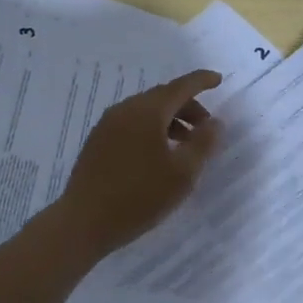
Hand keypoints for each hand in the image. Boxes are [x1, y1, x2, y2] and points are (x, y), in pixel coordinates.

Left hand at [58, 69, 222, 254]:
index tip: (218, 80)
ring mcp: (107, 126)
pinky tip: (158, 155)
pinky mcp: (97, 143)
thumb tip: (215, 122)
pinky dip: (152, 130)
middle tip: (206, 128)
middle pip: (162, 97)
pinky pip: (131, 125)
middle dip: (188, 107)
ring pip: (146, 112)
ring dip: (170, 121)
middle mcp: (124, 110)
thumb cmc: (139, 196)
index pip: (180, 87)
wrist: (83, 223)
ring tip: (185, 145)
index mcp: (147, 111)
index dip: (202, 81)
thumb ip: (203, 143)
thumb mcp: (182, 173)